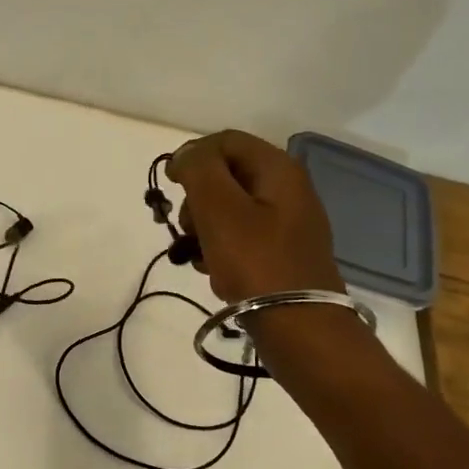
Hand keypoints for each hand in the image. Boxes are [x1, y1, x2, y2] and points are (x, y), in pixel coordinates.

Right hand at [167, 130, 342, 303]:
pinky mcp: (281, 253)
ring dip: (203, 227)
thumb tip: (186, 155)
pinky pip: (241, 237)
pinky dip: (220, 248)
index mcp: (278, 169)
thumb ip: (198, 169)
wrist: (299, 327)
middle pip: (226, 175)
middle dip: (197, 199)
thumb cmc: (256, 262)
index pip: (225, 141)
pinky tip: (211, 270)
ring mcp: (286, 223)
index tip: (170, 186)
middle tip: (186, 227)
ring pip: (229, 209)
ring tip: (196, 255)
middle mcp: (287, 190)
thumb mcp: (219, 208)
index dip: (192, 156)